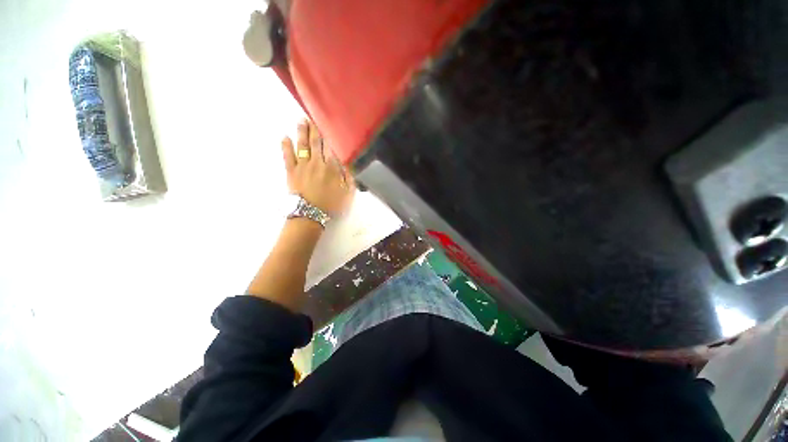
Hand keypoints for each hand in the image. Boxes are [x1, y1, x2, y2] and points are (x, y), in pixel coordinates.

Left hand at [281, 120, 354, 214]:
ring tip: (301, 120)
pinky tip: (284, 137)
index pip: (332, 147)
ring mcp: (302, 166)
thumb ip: (350, 177)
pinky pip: (287, 156)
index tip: (332, 123)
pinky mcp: (291, 171)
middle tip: (314, 114)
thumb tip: (351, 163)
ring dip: (302, 132)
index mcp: (332, 168)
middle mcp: (317, 162)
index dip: (332, 135)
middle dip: (316, 128)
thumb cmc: (331, 204)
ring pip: (303, 145)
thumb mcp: (347, 193)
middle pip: (317, 142)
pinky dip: (286, 146)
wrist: (310, 213)